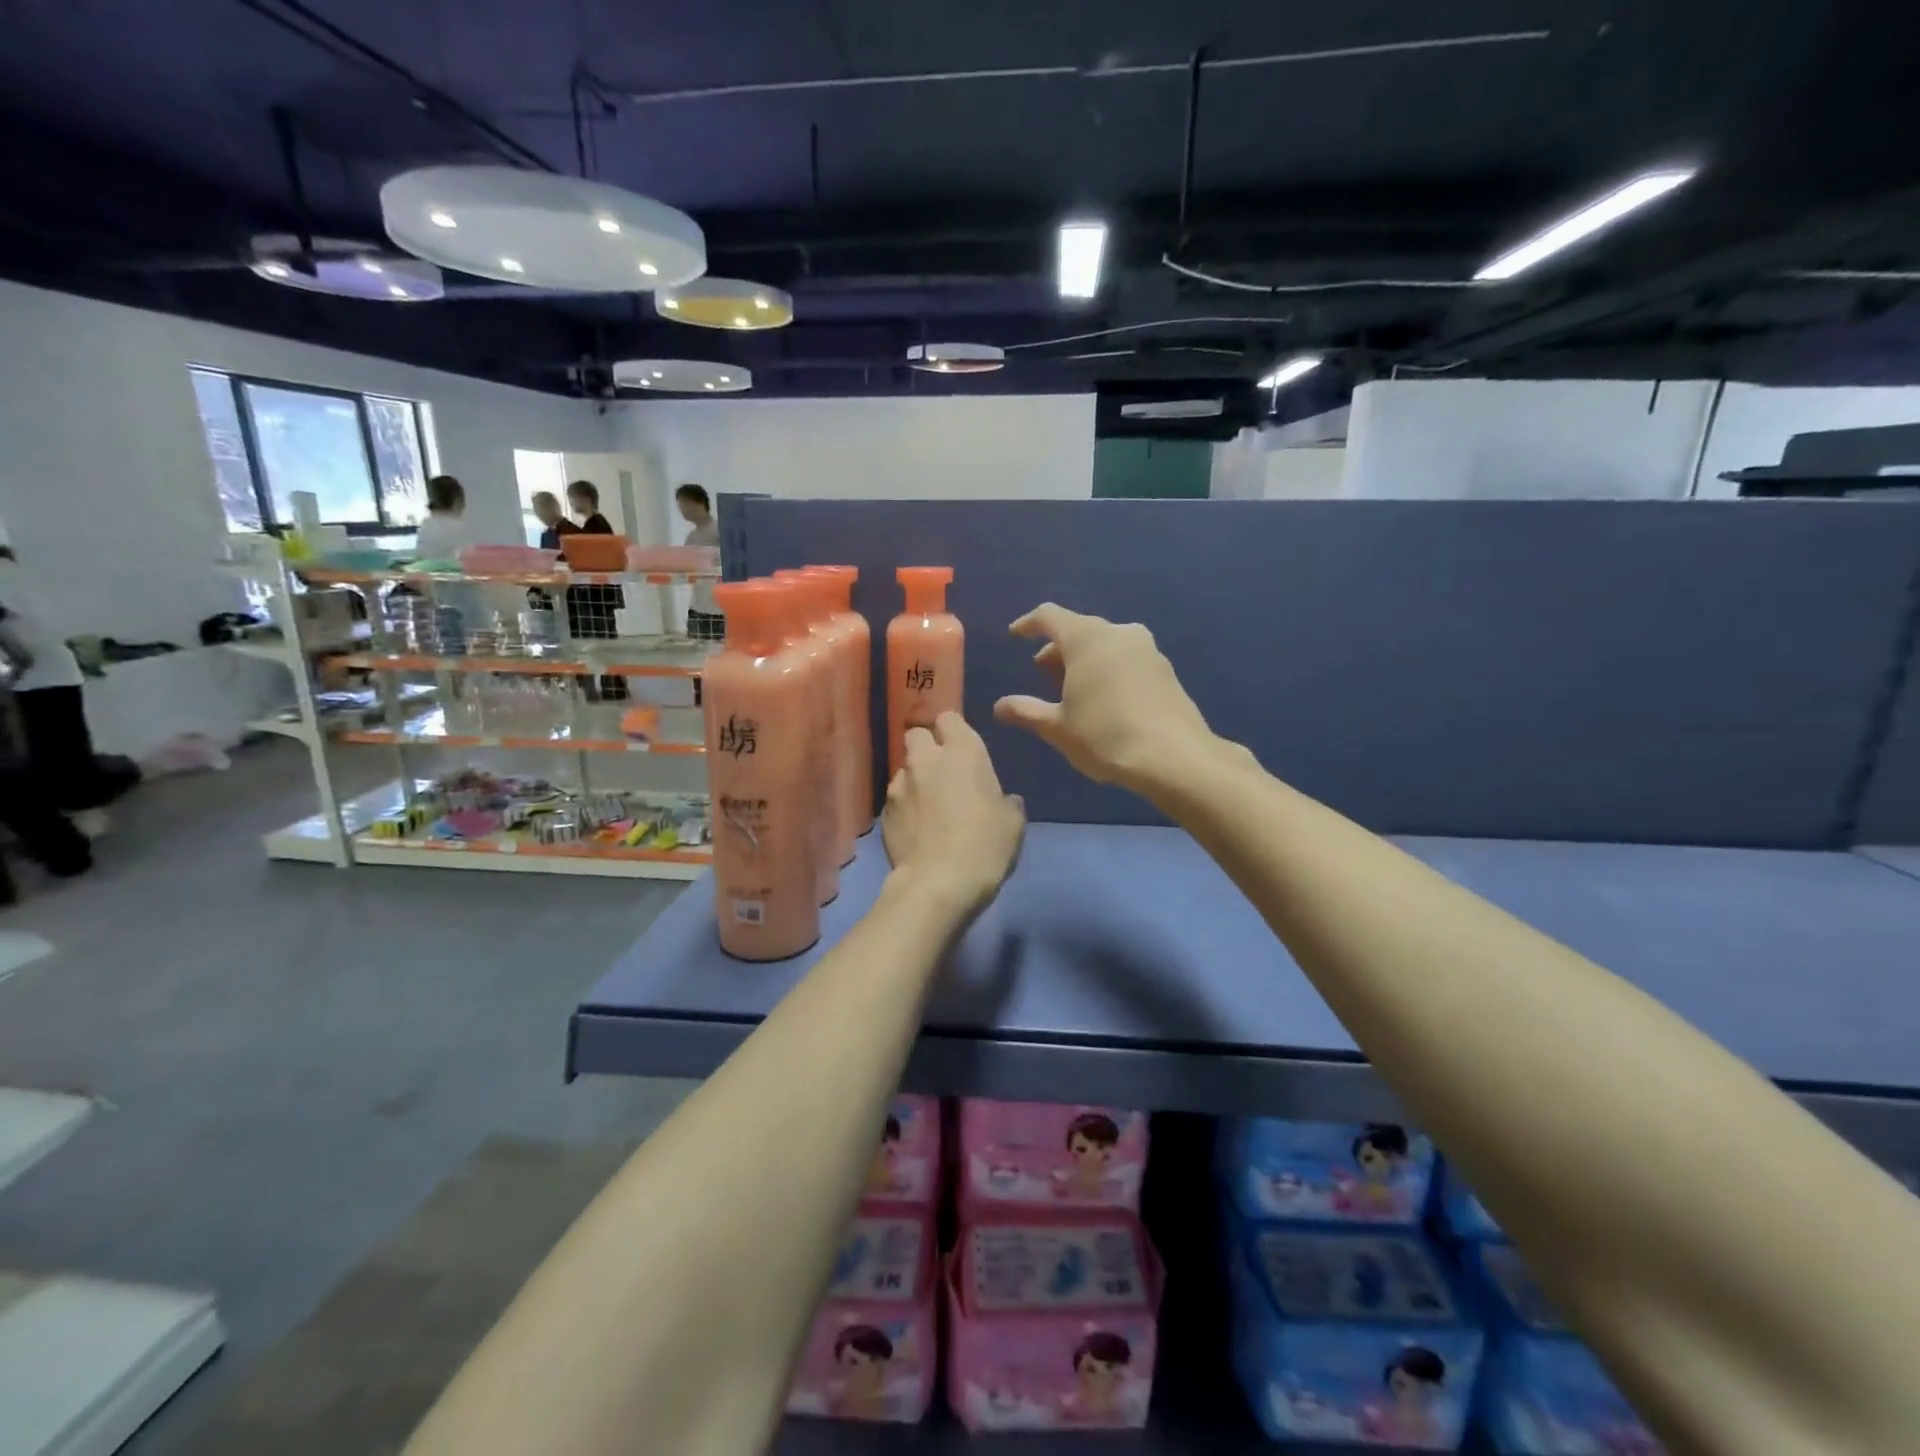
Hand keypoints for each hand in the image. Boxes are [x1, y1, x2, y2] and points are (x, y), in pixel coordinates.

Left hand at [882, 712, 1025, 916]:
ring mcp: (900, 783)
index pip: (948, 717)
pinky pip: (895, 798)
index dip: (953, 731)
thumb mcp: (1013, 823)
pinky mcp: (884, 811)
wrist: (939, 883)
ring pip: (904, 767)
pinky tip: (915, 828)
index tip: (961, 749)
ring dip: (915, 778)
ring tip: (927, 806)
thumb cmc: (986, 845)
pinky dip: (904, 807)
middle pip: (916, 734)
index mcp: (963, 751)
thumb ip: (1007, 802)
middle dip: (926, 747)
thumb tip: (1004, 800)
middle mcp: (927, 758)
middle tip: (942, 772)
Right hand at [993, 603, 1216, 791]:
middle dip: (1057, 649)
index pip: (1049, 616)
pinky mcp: (1164, 669)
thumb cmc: (1105, 737)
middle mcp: (1118, 632)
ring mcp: (1146, 649)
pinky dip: (1108, 668)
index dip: (1028, 624)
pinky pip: (1125, 657)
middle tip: (1043, 676)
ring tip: (1073, 690)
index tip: (1015, 636)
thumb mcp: (1058, 728)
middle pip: (1079, 629)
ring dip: (1084, 659)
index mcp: (1086, 638)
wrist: (1174, 758)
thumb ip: (1026, 711)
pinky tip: (1105, 699)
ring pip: (1104, 643)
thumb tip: (1000, 706)